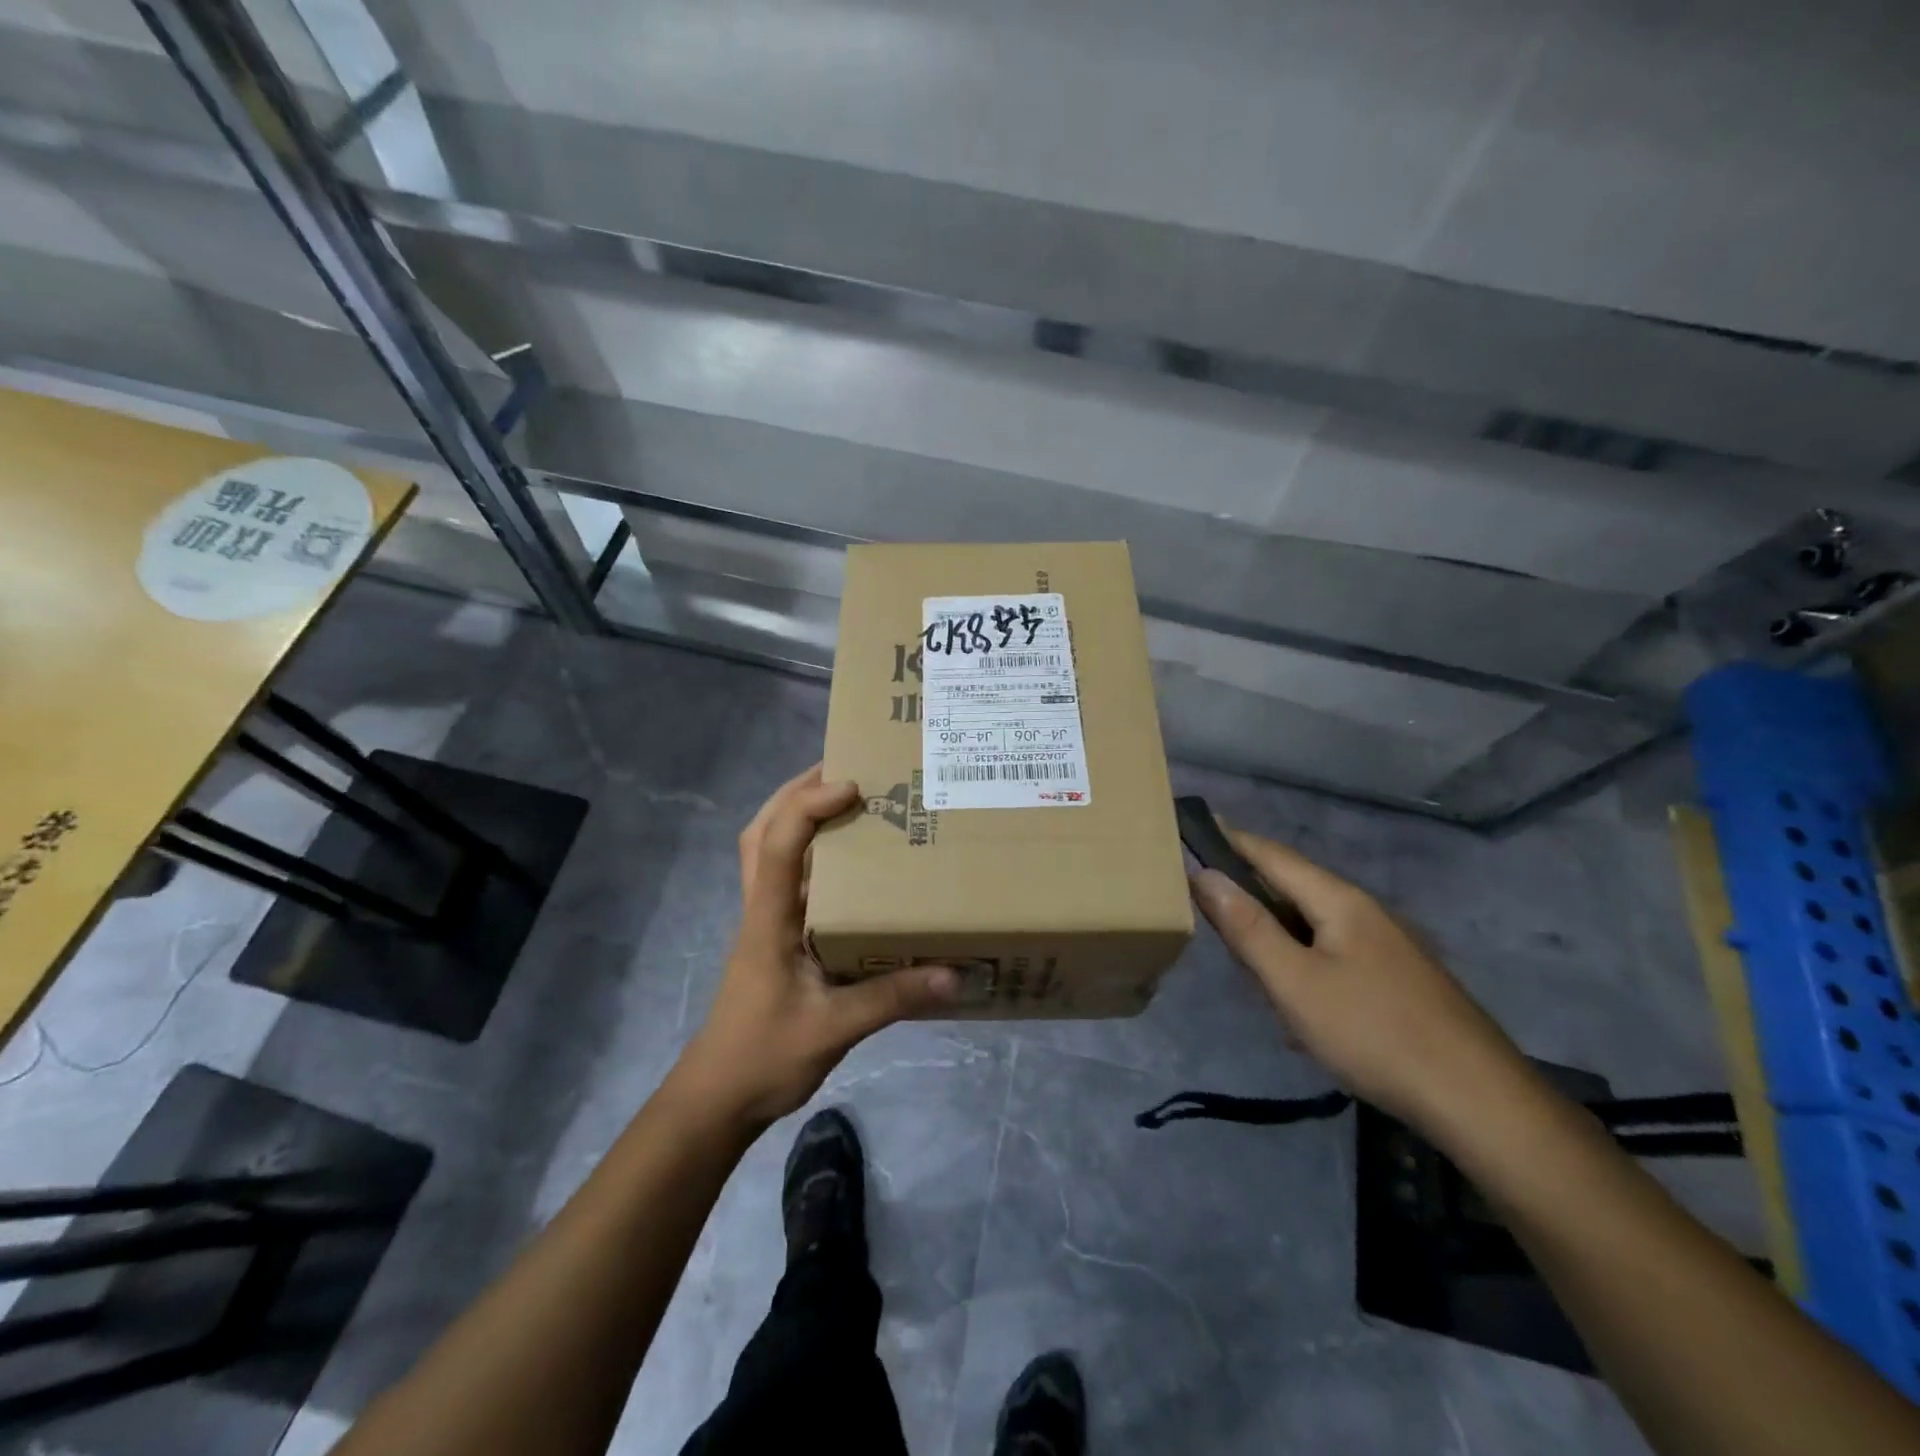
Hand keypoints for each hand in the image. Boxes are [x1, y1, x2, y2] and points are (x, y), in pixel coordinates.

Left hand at [671, 766, 958, 1128]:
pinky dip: (810, 856)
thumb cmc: (763, 1057)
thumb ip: (892, 998)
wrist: (716, 1099)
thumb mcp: (834, 1029)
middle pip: (762, 831)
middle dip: (795, 792)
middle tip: (843, 770)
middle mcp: (762, 909)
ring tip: (844, 801)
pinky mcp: (775, 940)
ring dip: (797, 817)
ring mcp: (765, 923)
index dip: (808, 805)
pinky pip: (788, 881)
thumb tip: (954, 973)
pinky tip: (849, 867)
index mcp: (768, 919)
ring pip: (768, 851)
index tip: (853, 786)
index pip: (778, 845)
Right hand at [1189, 823, 1528, 1127]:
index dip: (1231, 840)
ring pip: (1311, 929)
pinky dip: (1302, 970)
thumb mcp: (1294, 981)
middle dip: (1248, 899)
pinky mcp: (1397, 981)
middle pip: (1291, 890)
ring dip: (1275, 943)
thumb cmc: (1373, 1032)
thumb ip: (1247, 927)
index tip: (1193, 827)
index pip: (1272, 855)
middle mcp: (1365, 913)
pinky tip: (1298, 1013)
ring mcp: (1386, 948)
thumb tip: (1204, 874)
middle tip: (1207, 918)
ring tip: (1250, 976)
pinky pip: (1332, 958)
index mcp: (1339, 901)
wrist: (1478, 1102)